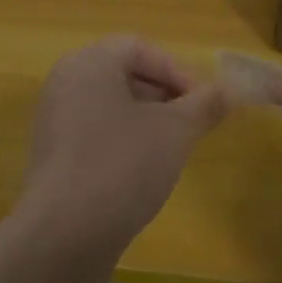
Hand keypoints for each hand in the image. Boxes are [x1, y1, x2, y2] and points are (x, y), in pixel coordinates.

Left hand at [18, 36, 227, 255]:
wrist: (64, 234)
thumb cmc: (123, 165)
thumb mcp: (175, 131)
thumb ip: (204, 105)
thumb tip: (229, 90)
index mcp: (88, 64)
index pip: (139, 48)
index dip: (177, 71)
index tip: (203, 103)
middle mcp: (64, 84)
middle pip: (122, 75)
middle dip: (164, 96)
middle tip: (192, 124)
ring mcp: (53, 122)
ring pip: (110, 107)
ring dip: (146, 121)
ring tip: (172, 150)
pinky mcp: (52, 157)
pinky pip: (94, 134)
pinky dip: (122, 143)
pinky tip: (142, 173)